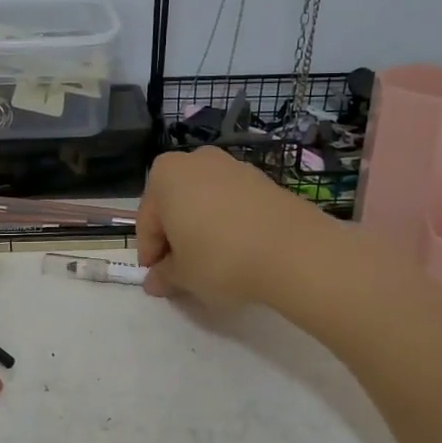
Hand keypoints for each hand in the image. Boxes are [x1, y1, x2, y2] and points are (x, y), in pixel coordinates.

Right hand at [136, 148, 318, 305]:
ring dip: (202, 228)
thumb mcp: (183, 275)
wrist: (294, 251)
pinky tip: (239, 250)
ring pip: (205, 202)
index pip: (147, 221)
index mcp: (165, 175)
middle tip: (183, 271)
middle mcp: (196, 161)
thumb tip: (155, 281)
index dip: (150, 254)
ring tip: (213, 262)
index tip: (159, 279)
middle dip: (175, 236)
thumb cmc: (220, 258)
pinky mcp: (263, 179)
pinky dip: (228, 223)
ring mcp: (233, 166)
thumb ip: (163, 275)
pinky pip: (233, 203)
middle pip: (175, 205)